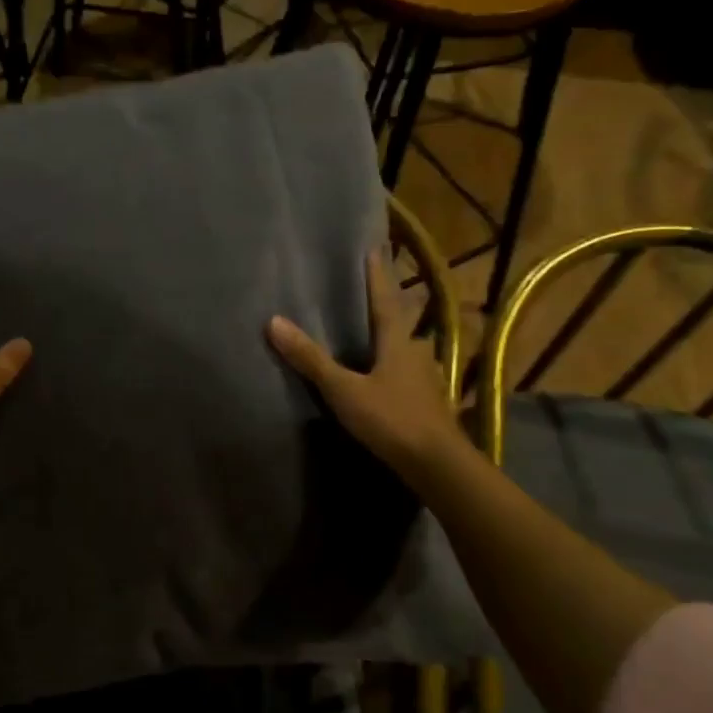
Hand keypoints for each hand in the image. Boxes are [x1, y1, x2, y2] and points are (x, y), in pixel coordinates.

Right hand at [267, 250, 461, 477]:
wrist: (438, 465)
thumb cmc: (391, 419)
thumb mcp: (343, 389)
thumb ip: (311, 359)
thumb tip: (274, 321)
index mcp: (398, 342)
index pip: (385, 300)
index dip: (378, 276)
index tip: (375, 248)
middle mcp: (417, 353)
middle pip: (401, 322)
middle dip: (388, 305)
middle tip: (372, 291)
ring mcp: (427, 380)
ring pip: (407, 349)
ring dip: (393, 338)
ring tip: (375, 333)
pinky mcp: (429, 404)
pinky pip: (409, 374)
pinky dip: (395, 367)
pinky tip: (387, 377)